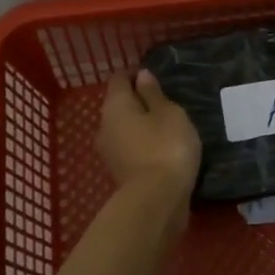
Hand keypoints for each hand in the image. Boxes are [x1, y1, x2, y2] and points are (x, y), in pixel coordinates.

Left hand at [99, 68, 201, 194]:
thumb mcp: (169, 113)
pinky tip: (163, 146)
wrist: (157, 201)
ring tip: (167, 124)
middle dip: (138, 100)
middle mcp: (105, 126)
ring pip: (124, 128)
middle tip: (165, 100)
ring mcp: (110, 152)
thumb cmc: (166, 146)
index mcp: (115, 105)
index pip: (119, 78)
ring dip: (142, 124)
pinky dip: (144, 143)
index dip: (135, 73)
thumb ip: (154, 94)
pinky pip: (131, 147)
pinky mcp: (120, 172)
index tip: (156, 75)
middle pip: (119, 104)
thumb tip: (141, 76)